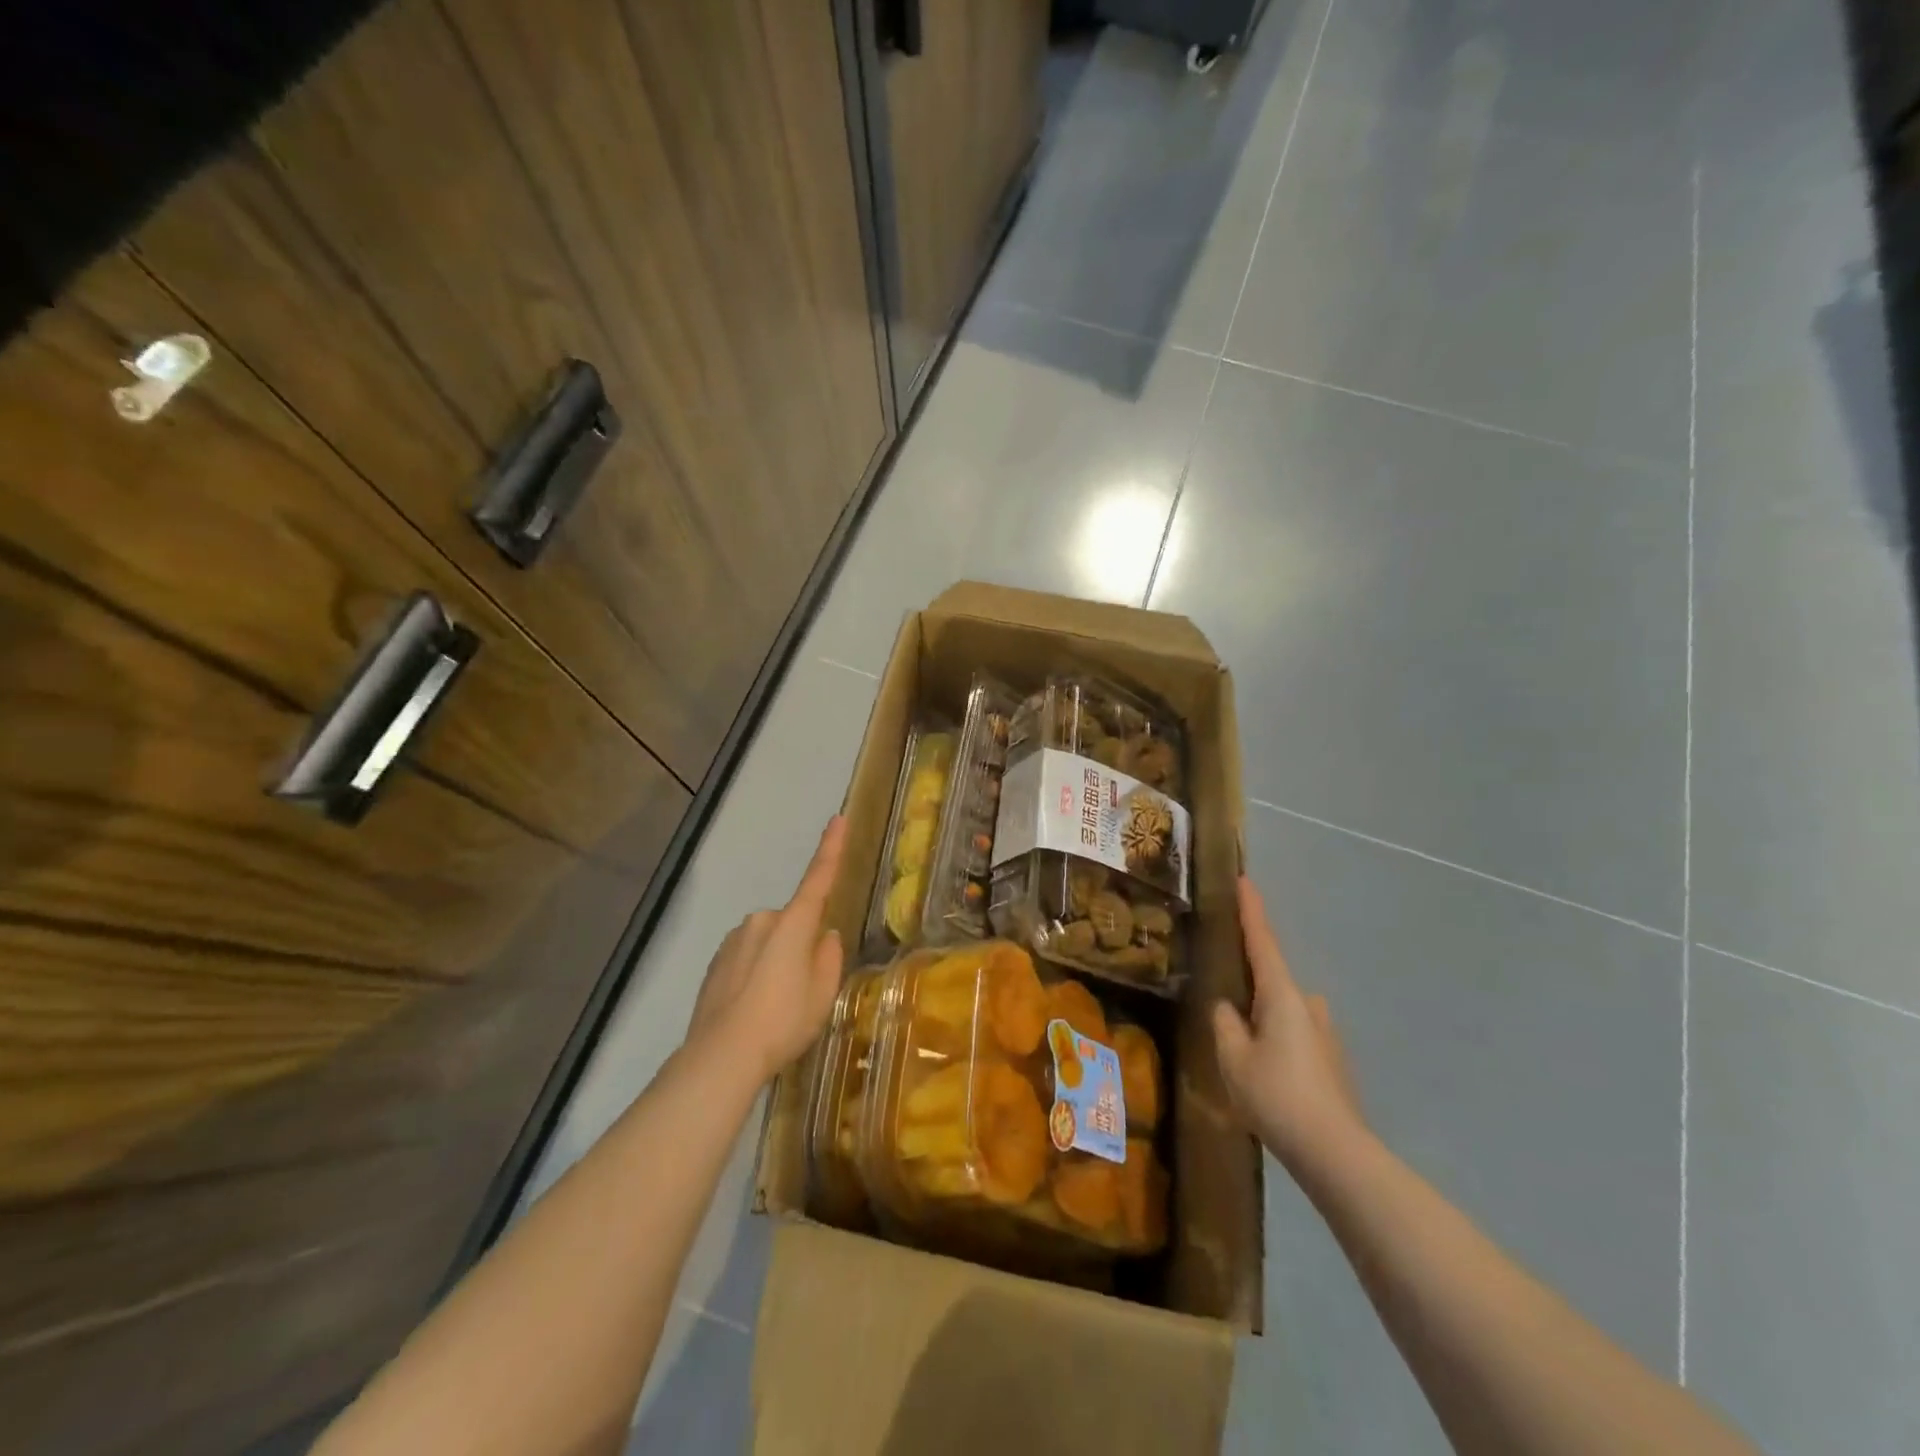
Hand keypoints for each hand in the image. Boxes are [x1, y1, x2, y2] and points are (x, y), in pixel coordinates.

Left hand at [686, 816, 847, 1085]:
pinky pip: (746, 959)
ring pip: (767, 943)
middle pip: (792, 925)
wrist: (721, 1056)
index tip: (838, 818)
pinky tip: (751, 1009)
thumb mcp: (822, 993)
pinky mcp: (715, 962)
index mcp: (793, 923)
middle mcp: (762, 921)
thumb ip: (829, 957)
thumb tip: (824, 937)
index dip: (831, 848)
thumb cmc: (783, 1021)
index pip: (818, 878)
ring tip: (772, 1008)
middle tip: (801, 990)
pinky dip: (753, 976)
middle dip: (799, 946)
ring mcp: (734, 940)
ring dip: (774, 963)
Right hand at [1214, 876, 1367, 1173]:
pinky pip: (1294, 1038)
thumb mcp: (1232, 1057)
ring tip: (1242, 1058)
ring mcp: (1324, 1033)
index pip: (1262, 941)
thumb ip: (1224, 1023)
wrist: (1334, 1153)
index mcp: (1282, 995)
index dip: (1251, 910)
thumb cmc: (1276, 1095)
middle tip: (1225, 1009)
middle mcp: (1308, 1005)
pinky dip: (1277, 1046)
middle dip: (1249, 991)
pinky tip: (1267, 1080)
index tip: (1245, 880)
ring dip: (1263, 1024)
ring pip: (1282, 1015)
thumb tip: (1227, 1007)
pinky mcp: (1332, 1061)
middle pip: (1271, 983)